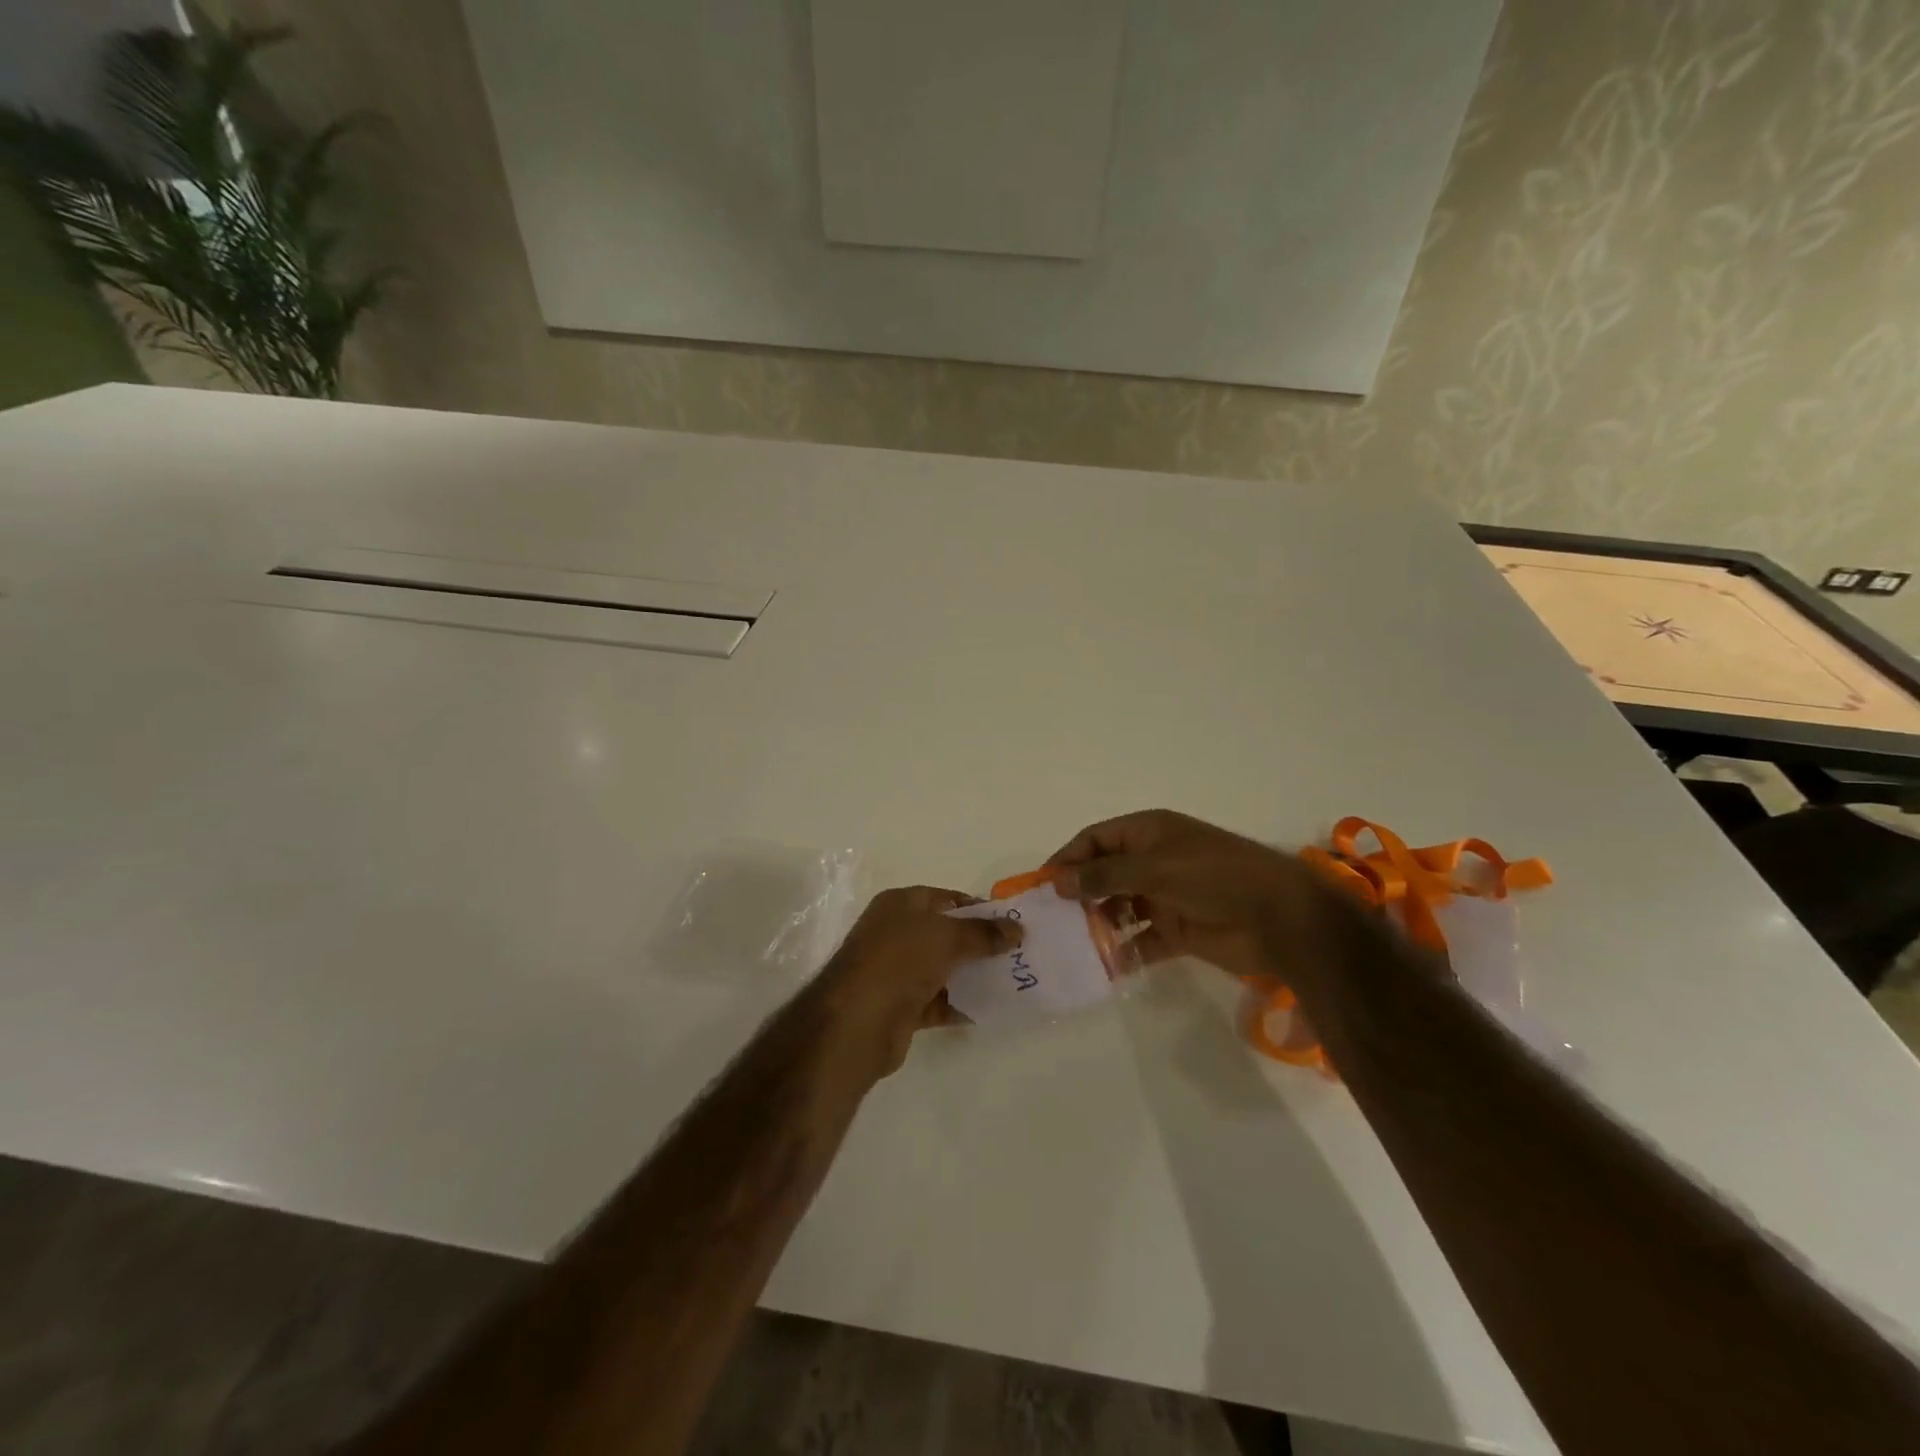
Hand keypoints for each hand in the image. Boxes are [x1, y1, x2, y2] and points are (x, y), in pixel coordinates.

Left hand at [810, 887, 1022, 1078]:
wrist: (856, 1022)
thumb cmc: (899, 961)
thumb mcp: (946, 936)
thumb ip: (983, 933)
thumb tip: (1017, 929)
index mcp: (900, 904)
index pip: (946, 899)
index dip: (978, 908)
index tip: (1011, 924)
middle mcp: (896, 933)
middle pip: (946, 934)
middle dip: (980, 943)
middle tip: (1017, 954)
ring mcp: (896, 971)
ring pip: (943, 969)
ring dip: (973, 975)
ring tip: (1012, 981)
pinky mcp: (900, 1006)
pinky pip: (938, 1000)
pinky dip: (960, 1004)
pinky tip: (990, 1008)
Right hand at [1046, 809, 1328, 982]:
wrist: (1279, 917)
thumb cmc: (1213, 876)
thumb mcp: (1154, 868)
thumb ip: (1104, 875)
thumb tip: (1059, 882)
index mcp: (1148, 833)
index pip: (1096, 840)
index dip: (1068, 858)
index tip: (1041, 885)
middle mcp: (1153, 861)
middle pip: (1104, 875)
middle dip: (1079, 894)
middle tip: (1051, 921)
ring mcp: (1166, 896)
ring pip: (1119, 908)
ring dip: (1098, 924)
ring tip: (1073, 946)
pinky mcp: (1178, 931)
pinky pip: (1141, 940)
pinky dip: (1124, 951)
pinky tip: (1105, 966)